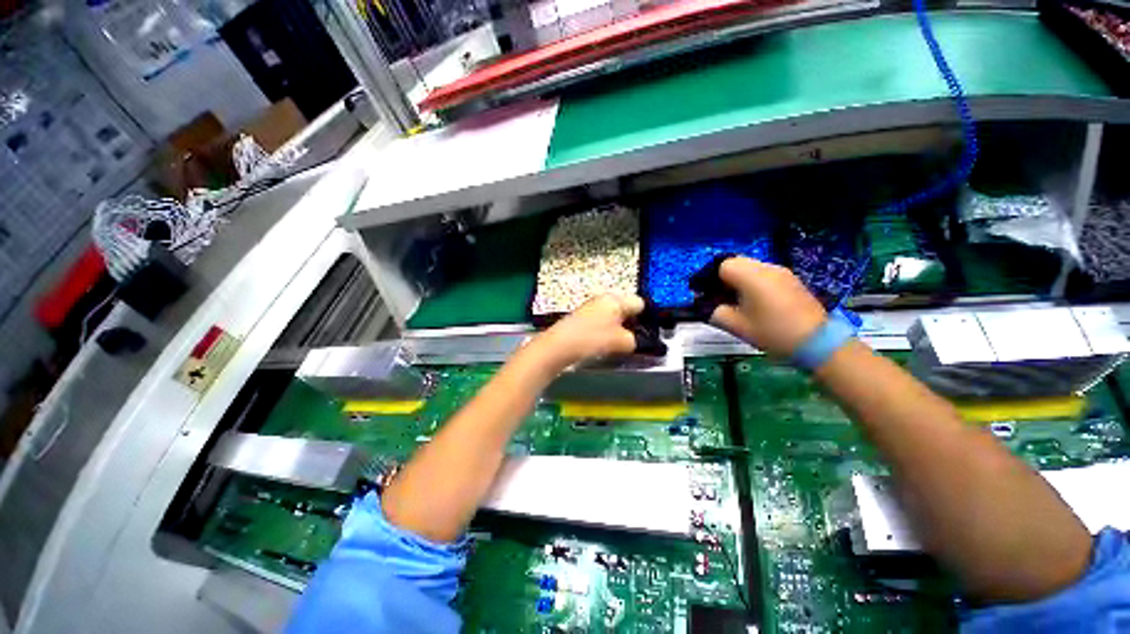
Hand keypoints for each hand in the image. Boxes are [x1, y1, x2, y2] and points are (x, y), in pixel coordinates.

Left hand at [530, 294, 644, 371]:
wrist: (559, 345)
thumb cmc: (592, 338)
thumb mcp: (621, 342)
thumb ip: (635, 341)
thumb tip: (637, 341)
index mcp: (615, 299)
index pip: (640, 303)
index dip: (647, 317)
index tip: (649, 332)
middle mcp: (604, 299)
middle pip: (626, 308)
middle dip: (633, 323)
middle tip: (636, 340)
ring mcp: (592, 307)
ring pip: (614, 315)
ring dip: (620, 328)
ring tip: (621, 343)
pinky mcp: (583, 317)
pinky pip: (603, 321)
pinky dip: (608, 330)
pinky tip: (605, 343)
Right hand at [710, 257, 827, 356]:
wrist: (818, 342)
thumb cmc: (772, 332)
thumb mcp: (736, 326)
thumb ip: (714, 312)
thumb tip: (704, 305)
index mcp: (751, 276)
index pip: (722, 265)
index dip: (710, 279)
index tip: (706, 295)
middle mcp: (766, 267)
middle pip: (735, 262)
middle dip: (722, 278)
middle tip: (719, 298)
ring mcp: (781, 272)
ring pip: (750, 267)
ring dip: (738, 280)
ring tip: (736, 301)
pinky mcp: (790, 279)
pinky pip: (763, 273)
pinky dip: (752, 282)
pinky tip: (755, 302)